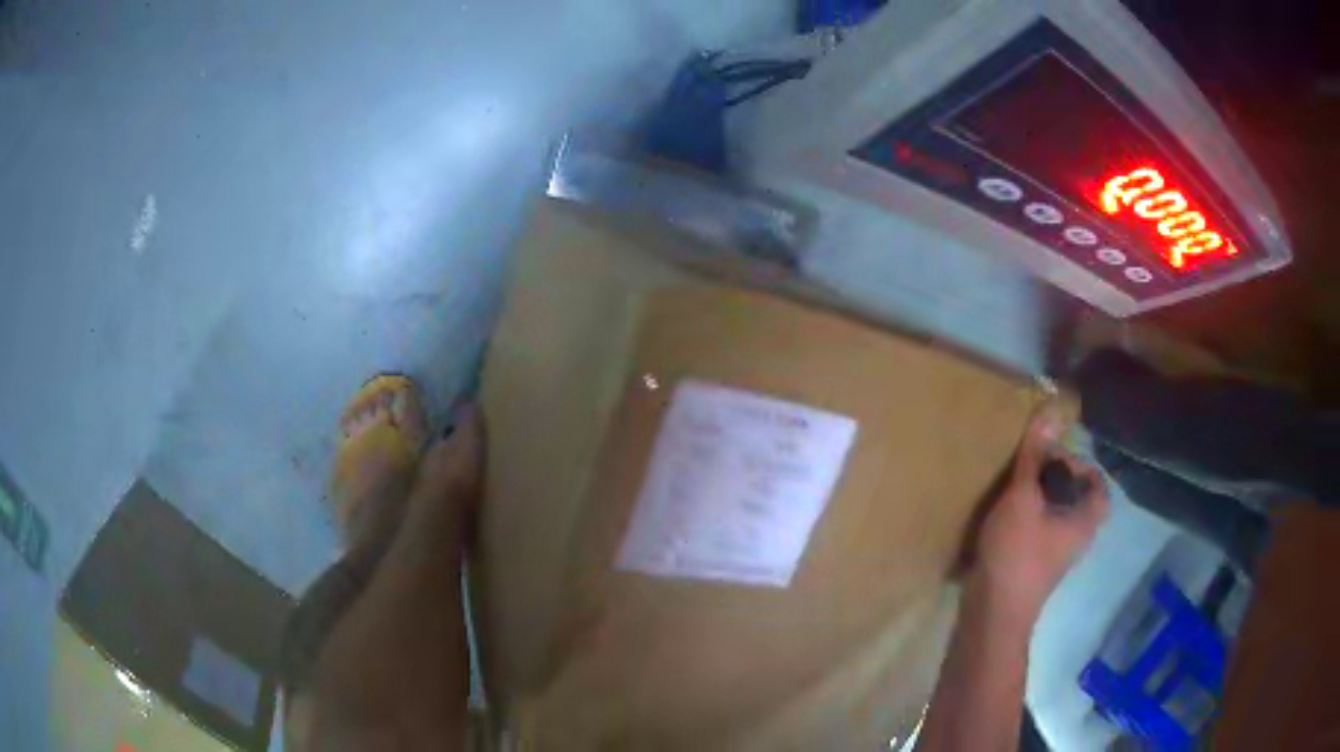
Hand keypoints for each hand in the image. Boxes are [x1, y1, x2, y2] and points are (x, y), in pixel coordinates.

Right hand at [970, 403, 1109, 625]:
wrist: (991, 615)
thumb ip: (1035, 456)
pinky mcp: (1032, 567)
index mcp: (1085, 521)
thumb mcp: (1023, 498)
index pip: (1099, 486)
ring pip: (1055, 516)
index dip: (1081, 466)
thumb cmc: (1016, 554)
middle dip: (1055, 479)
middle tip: (1029, 466)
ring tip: (1013, 486)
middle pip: (1076, 499)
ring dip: (1038, 498)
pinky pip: (1038, 532)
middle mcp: (1076, 538)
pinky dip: (1026, 518)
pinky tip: (1001, 515)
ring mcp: (1054, 556)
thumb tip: (1051, 409)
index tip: (1053, 458)